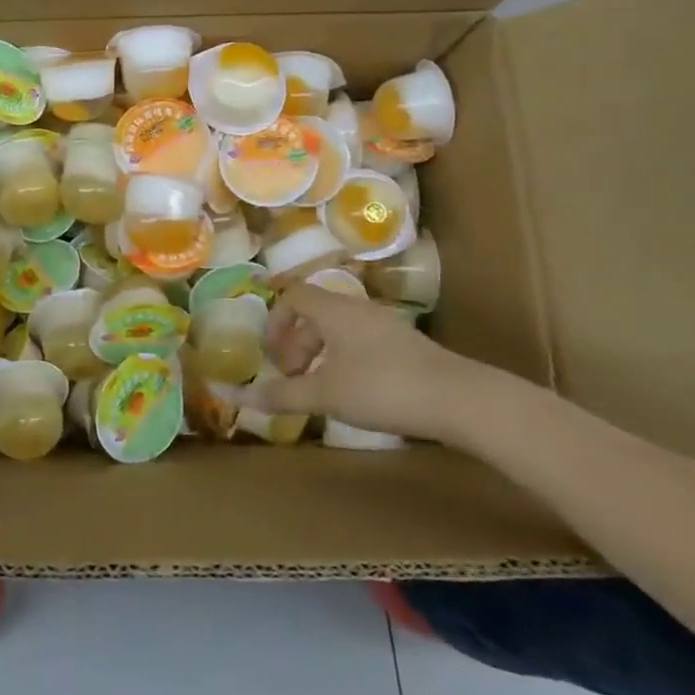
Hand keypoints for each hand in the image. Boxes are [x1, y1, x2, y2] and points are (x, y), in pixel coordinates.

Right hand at [243, 283, 505, 444]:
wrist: (458, 399)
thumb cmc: (382, 387)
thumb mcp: (326, 394)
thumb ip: (282, 394)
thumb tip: (237, 395)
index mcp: (333, 309)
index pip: (293, 295)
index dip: (275, 320)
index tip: (271, 354)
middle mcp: (357, 308)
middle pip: (315, 313)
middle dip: (296, 343)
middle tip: (292, 378)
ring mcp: (384, 325)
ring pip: (339, 328)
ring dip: (320, 353)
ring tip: (319, 388)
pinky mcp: (405, 345)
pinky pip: (360, 341)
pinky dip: (344, 359)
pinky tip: (353, 392)